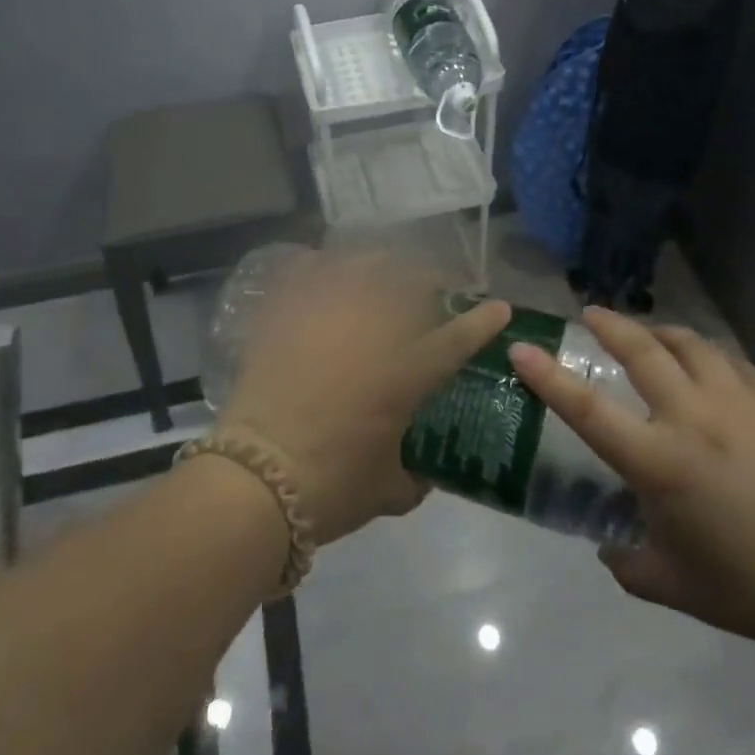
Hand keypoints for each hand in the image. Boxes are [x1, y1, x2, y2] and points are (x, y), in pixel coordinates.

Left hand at [218, 252, 510, 545]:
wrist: (256, 480)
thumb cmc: (331, 488)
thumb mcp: (388, 490)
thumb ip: (415, 476)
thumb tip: (423, 471)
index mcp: (407, 372)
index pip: (458, 336)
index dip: (483, 320)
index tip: (499, 308)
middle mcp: (374, 330)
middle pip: (412, 283)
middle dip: (431, 282)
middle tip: (431, 293)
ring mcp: (328, 315)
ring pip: (364, 265)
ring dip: (382, 266)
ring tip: (381, 275)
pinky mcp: (288, 314)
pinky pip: (308, 269)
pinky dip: (320, 264)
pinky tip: (323, 269)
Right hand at [508, 308, 754, 657]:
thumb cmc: (749, 586)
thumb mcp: (672, 584)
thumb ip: (627, 561)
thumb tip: (609, 544)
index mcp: (660, 462)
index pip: (588, 410)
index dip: (548, 377)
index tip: (522, 348)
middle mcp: (693, 418)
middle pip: (641, 351)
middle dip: (611, 326)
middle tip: (593, 315)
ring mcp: (740, 401)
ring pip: (690, 344)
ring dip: (661, 333)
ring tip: (650, 334)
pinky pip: (732, 362)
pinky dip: (708, 357)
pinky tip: (708, 367)